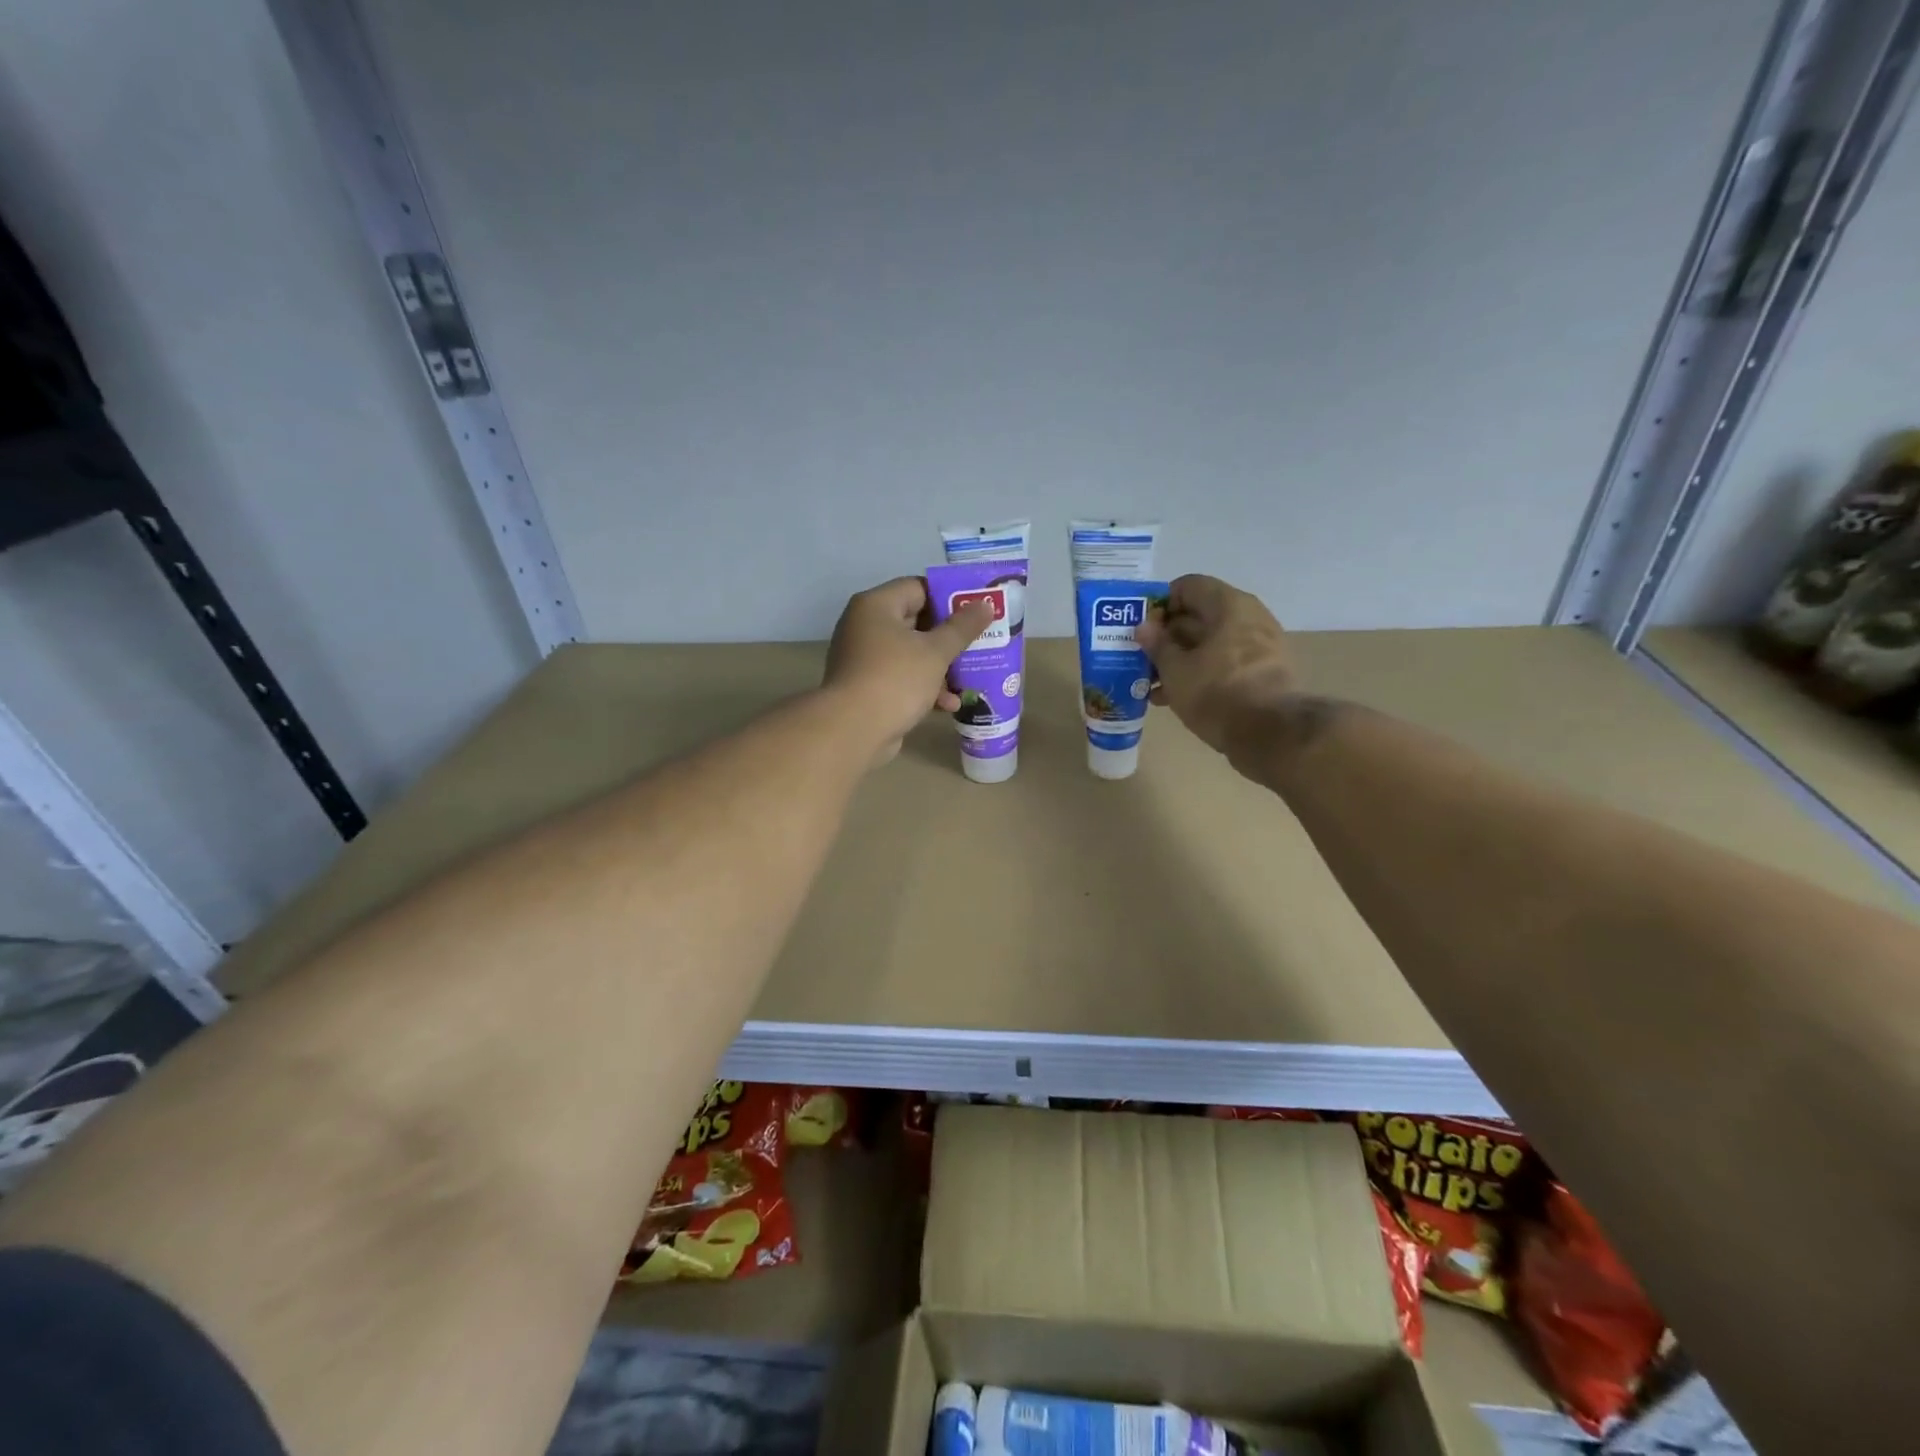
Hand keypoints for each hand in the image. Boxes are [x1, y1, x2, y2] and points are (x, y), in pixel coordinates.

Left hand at [824, 577, 995, 764]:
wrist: (853, 731)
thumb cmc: (895, 679)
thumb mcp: (935, 652)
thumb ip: (962, 627)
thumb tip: (984, 603)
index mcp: (876, 606)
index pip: (918, 588)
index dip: (950, 598)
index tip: (977, 610)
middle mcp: (865, 626)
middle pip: (916, 622)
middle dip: (949, 637)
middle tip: (980, 643)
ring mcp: (864, 658)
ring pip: (911, 653)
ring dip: (940, 667)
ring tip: (970, 678)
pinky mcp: (867, 687)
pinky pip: (902, 678)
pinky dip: (924, 687)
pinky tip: (949, 705)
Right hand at [1135, 574, 1296, 757]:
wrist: (1272, 734)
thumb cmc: (1218, 693)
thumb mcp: (1176, 670)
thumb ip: (1157, 645)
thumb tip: (1144, 627)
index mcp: (1229, 605)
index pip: (1188, 586)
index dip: (1160, 604)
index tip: (1142, 629)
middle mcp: (1249, 617)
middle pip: (1199, 615)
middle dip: (1167, 636)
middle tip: (1141, 658)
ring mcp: (1260, 645)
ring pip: (1210, 643)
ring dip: (1180, 659)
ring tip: (1152, 684)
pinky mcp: (1263, 672)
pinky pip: (1223, 662)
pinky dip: (1200, 673)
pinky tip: (1175, 697)